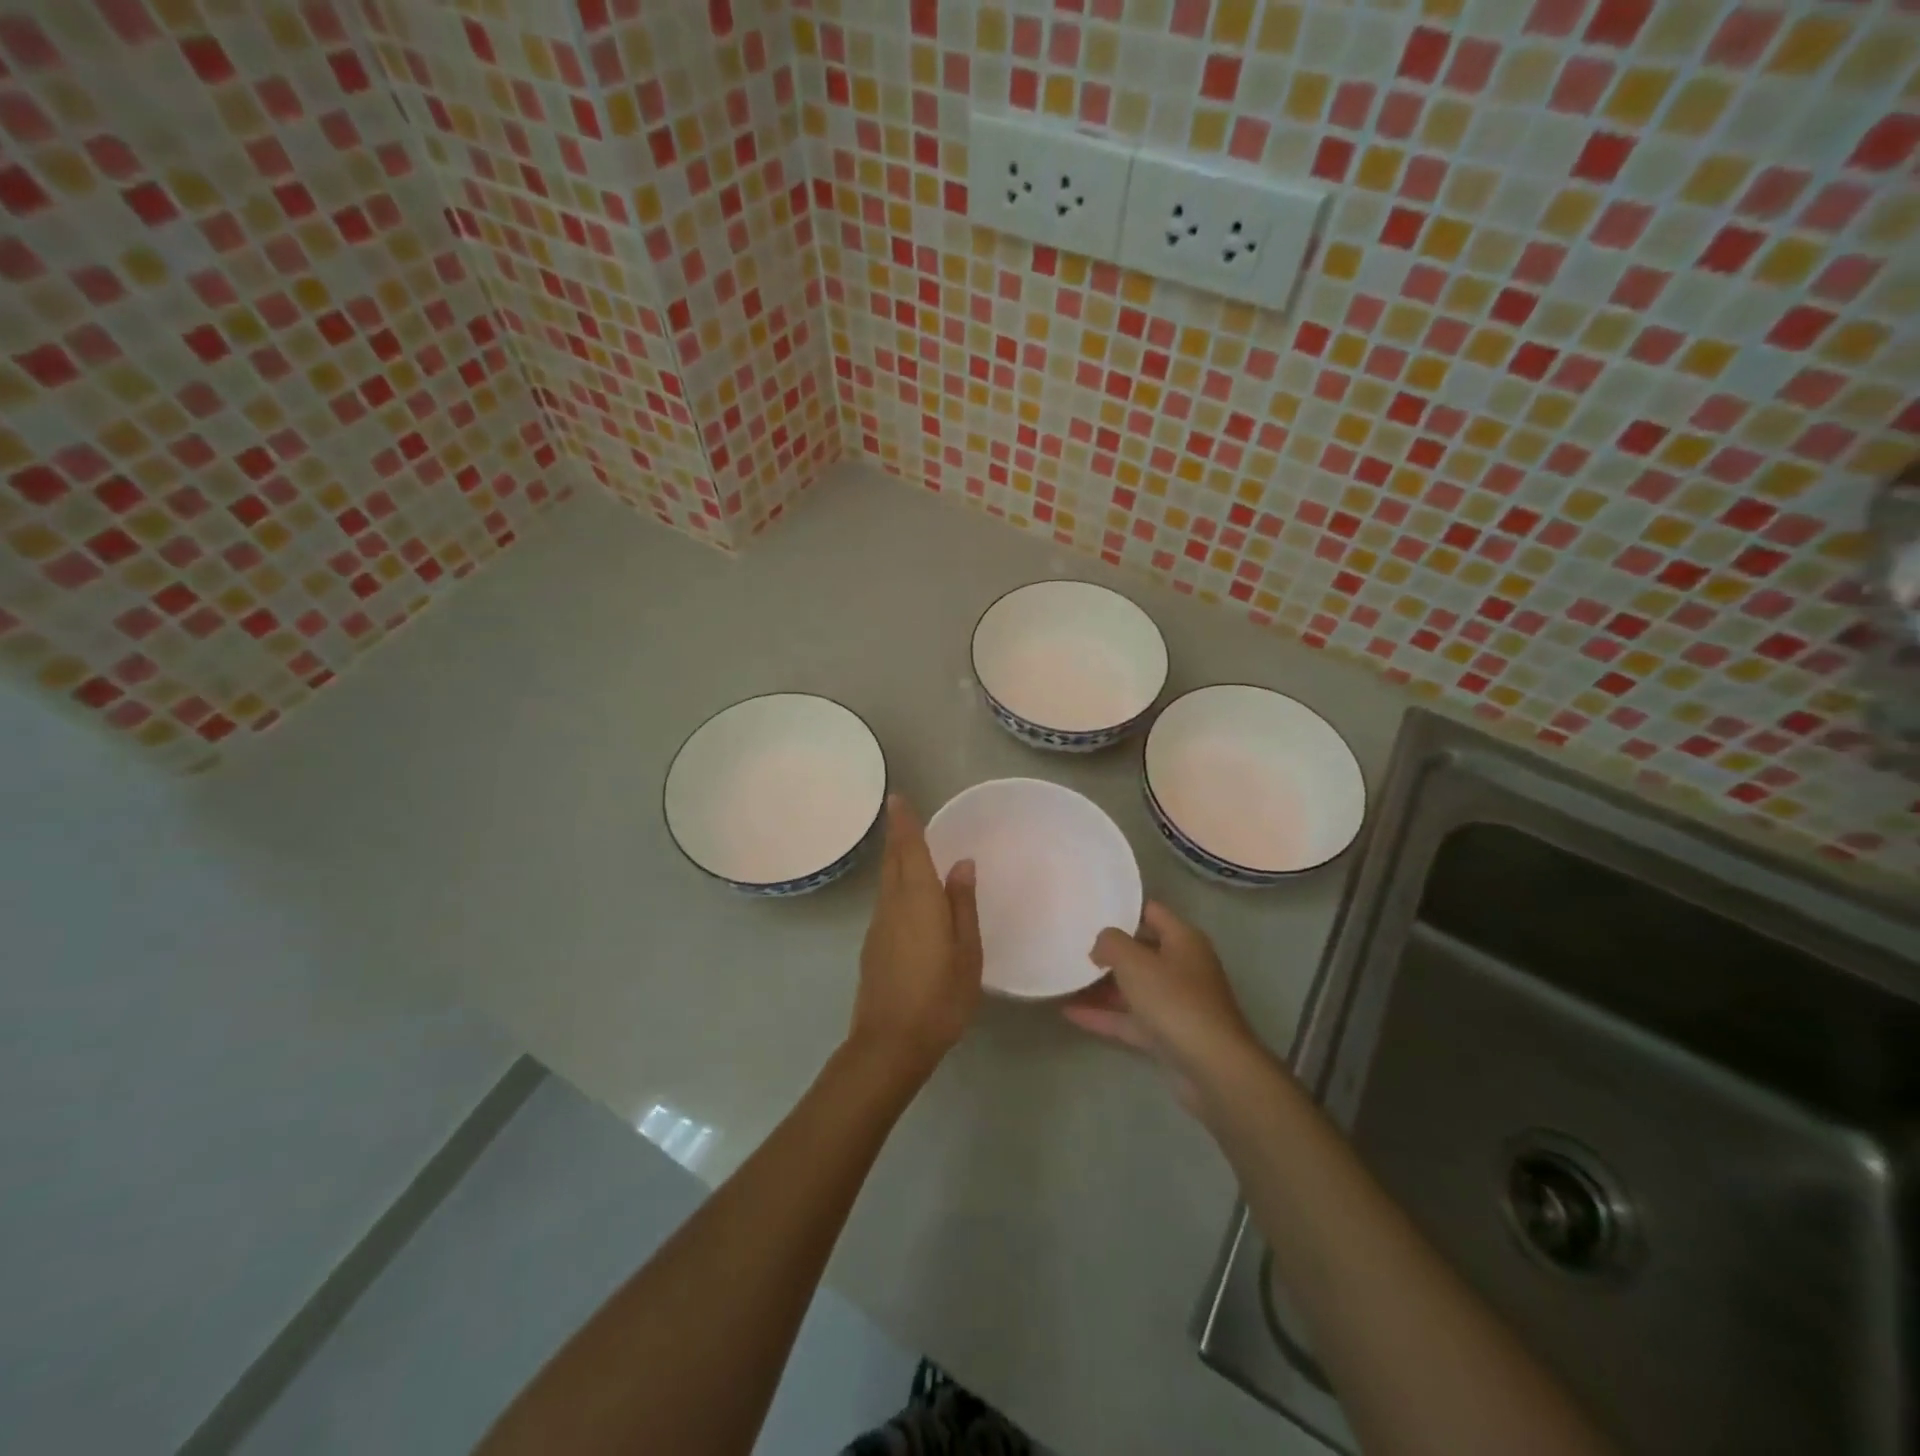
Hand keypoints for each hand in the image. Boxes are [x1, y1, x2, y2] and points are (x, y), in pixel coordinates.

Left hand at [851, 795, 983, 1076]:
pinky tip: (910, 898)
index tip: (896, 798)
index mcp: (918, 901)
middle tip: (904, 816)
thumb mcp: (966, 952)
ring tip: (912, 850)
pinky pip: (887, 902)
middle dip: (897, 837)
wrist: (889, 1044)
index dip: (904, 823)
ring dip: (896, 860)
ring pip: (887, 882)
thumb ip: (962, 905)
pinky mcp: (872, 946)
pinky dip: (896, 886)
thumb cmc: (939, 997)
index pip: (909, 850)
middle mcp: (892, 905)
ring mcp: (878, 927)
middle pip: (892, 862)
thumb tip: (961, 863)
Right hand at [1063, 902, 1258, 1109]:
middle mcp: (1182, 967)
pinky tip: (1070, 1013)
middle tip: (1072, 944)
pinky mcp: (1168, 1034)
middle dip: (1108, 950)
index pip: (1151, 911)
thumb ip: (1111, 943)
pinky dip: (1104, 1015)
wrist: (1213, 1068)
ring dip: (1101, 986)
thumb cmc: (1175, 1001)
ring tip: (1064, 979)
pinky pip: (1130, 1018)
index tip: (1090, 907)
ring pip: (1133, 987)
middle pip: (1140, 951)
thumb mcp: (1136, 962)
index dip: (1122, 907)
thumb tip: (1100, 946)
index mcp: (1183, 940)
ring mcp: (1176, 1003)